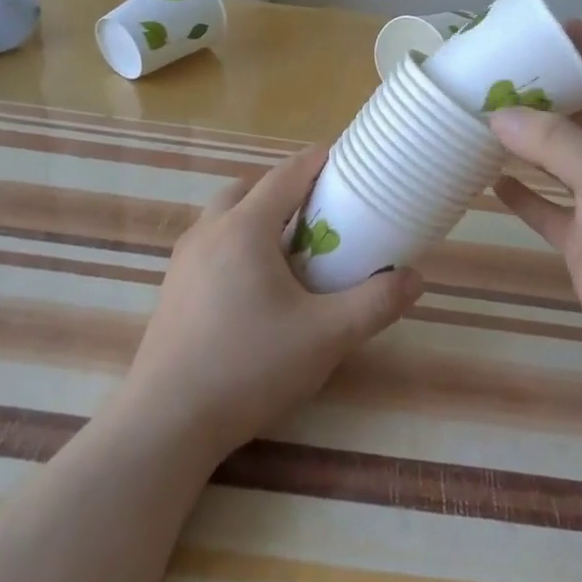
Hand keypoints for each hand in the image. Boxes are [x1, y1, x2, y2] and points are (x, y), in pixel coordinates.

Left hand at [118, 148, 422, 461]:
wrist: (167, 421)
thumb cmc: (250, 366)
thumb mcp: (327, 336)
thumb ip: (375, 303)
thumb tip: (414, 278)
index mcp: (245, 228)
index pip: (286, 174)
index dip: (317, 161)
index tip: (345, 160)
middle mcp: (209, 231)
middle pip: (249, 188)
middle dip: (285, 188)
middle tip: (319, 210)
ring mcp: (184, 259)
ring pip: (224, 216)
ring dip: (256, 215)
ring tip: (288, 247)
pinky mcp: (172, 288)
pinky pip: (209, 244)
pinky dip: (236, 243)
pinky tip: (254, 285)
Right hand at [490, 22, 581, 380]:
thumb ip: (553, 140)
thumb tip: (497, 116)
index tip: (539, 26)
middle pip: (577, 111)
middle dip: (538, 93)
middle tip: (489, 74)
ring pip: (554, 158)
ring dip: (522, 142)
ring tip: (476, 118)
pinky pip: (543, 205)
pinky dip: (518, 194)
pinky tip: (486, 179)